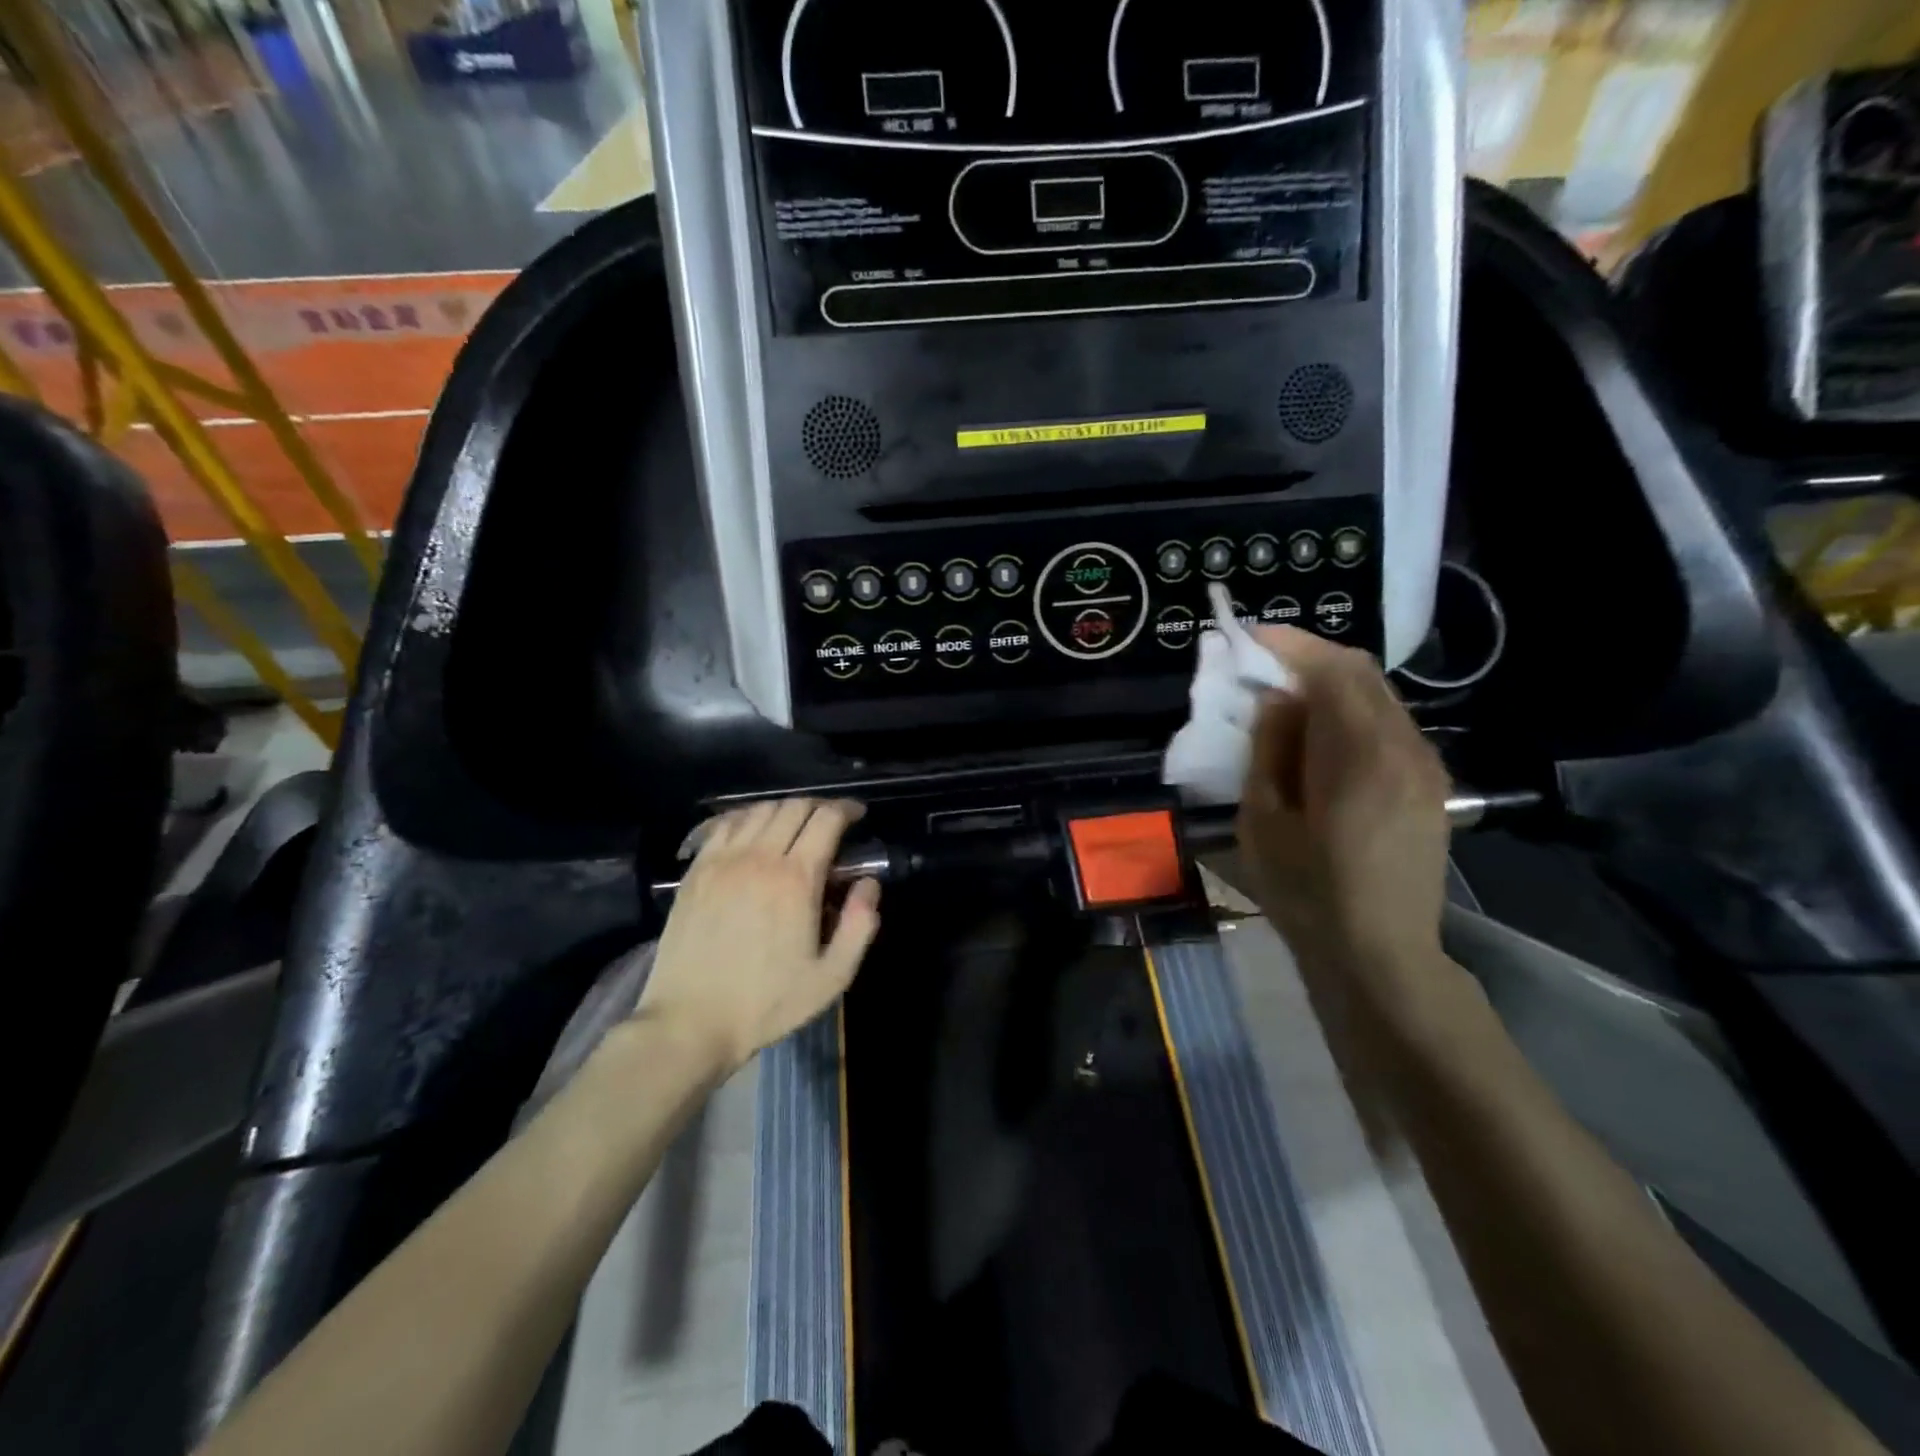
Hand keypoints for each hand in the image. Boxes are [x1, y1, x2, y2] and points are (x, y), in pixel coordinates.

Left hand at [635, 798, 881, 1074]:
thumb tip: (869, 884)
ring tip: (794, 827)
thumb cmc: (766, 1003)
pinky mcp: (696, 870)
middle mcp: (759, 857)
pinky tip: (753, 832)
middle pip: (794, 806)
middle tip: (830, 823)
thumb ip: (860, 925)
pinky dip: (747, 817)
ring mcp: (722, 861)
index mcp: (796, 880)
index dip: (846, 809)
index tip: (857, 815)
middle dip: (819, 806)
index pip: (826, 819)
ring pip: (759, 810)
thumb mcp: (831, 977)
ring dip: (784, 810)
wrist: (689, 1022)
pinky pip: (725, 824)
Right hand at [1236, 626, 1451, 992]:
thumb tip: (1277, 700)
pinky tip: (1319, 736)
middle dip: (1308, 657)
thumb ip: (1270, 749)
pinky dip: (1349, 712)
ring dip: (1330, 684)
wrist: (1380, 954)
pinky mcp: (1429, 784)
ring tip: (1283, 697)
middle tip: (1259, 663)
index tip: (1248, 637)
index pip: (1333, 670)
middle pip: (1361, 673)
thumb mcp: (1264, 820)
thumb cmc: (1307, 892)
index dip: (1290, 644)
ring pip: (1378, 697)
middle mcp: (1405, 748)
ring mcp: (1425, 766)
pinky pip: (1388, 725)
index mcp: (1361, 756)